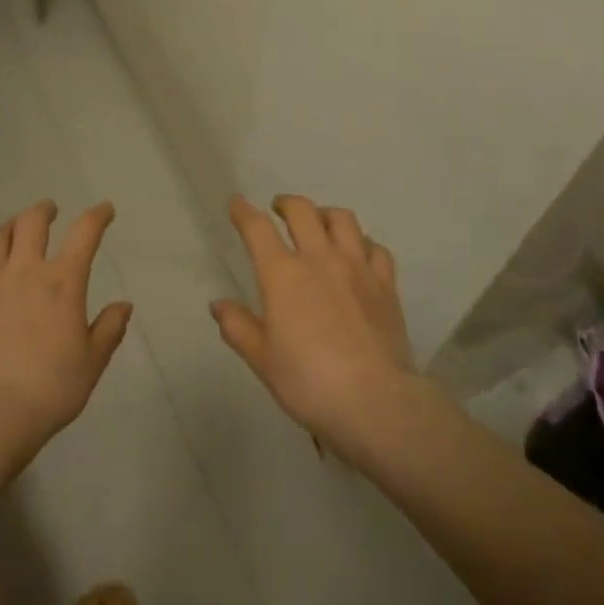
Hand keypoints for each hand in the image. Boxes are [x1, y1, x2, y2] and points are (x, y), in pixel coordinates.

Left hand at [0, 200, 132, 448]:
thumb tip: (124, 305)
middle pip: (33, 223)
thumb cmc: (51, 388)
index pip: (85, 233)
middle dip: (44, 210)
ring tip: (16, 227)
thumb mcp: (92, 362)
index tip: (105, 210)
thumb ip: (109, 329)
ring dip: (10, 225)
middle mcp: (26, 272)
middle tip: (50, 210)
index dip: (97, 216)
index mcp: (63, 283)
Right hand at [212, 195, 418, 463]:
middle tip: (278, 209)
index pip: (257, 228)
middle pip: (302, 211)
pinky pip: (376, 248)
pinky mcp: (385, 283)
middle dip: (286, 203)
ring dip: (325, 214)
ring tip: (319, 222)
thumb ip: (238, 327)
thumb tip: (218, 304)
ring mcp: (357, 267)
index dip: (244, 212)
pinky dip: (363, 243)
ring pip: (342, 219)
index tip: (237, 203)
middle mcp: (319, 258)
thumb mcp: (262, 360)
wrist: (374, 400)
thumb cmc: (308, 382)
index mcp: (282, 274)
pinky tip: (359, 252)